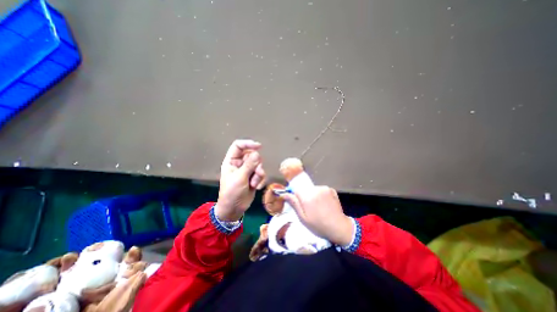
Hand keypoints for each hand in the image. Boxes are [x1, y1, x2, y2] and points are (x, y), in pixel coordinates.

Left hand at [215, 139, 264, 221]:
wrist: (234, 209)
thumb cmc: (232, 193)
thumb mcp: (240, 178)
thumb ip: (249, 165)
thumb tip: (257, 153)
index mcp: (231, 161)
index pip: (238, 146)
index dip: (248, 144)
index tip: (259, 146)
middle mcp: (239, 164)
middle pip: (252, 155)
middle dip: (256, 165)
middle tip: (256, 173)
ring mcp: (247, 170)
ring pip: (258, 165)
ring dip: (258, 174)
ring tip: (254, 184)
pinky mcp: (253, 177)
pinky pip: (261, 173)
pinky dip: (260, 179)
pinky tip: (256, 187)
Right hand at [281, 186, 353, 246]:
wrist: (339, 227)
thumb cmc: (319, 225)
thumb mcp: (303, 218)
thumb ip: (294, 204)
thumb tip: (284, 194)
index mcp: (308, 196)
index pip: (296, 189)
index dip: (296, 197)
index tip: (300, 204)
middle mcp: (316, 189)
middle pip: (305, 189)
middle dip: (304, 196)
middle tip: (309, 208)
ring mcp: (324, 188)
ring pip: (312, 189)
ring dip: (312, 195)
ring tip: (318, 207)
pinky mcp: (331, 189)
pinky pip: (320, 190)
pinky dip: (320, 195)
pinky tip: (324, 204)